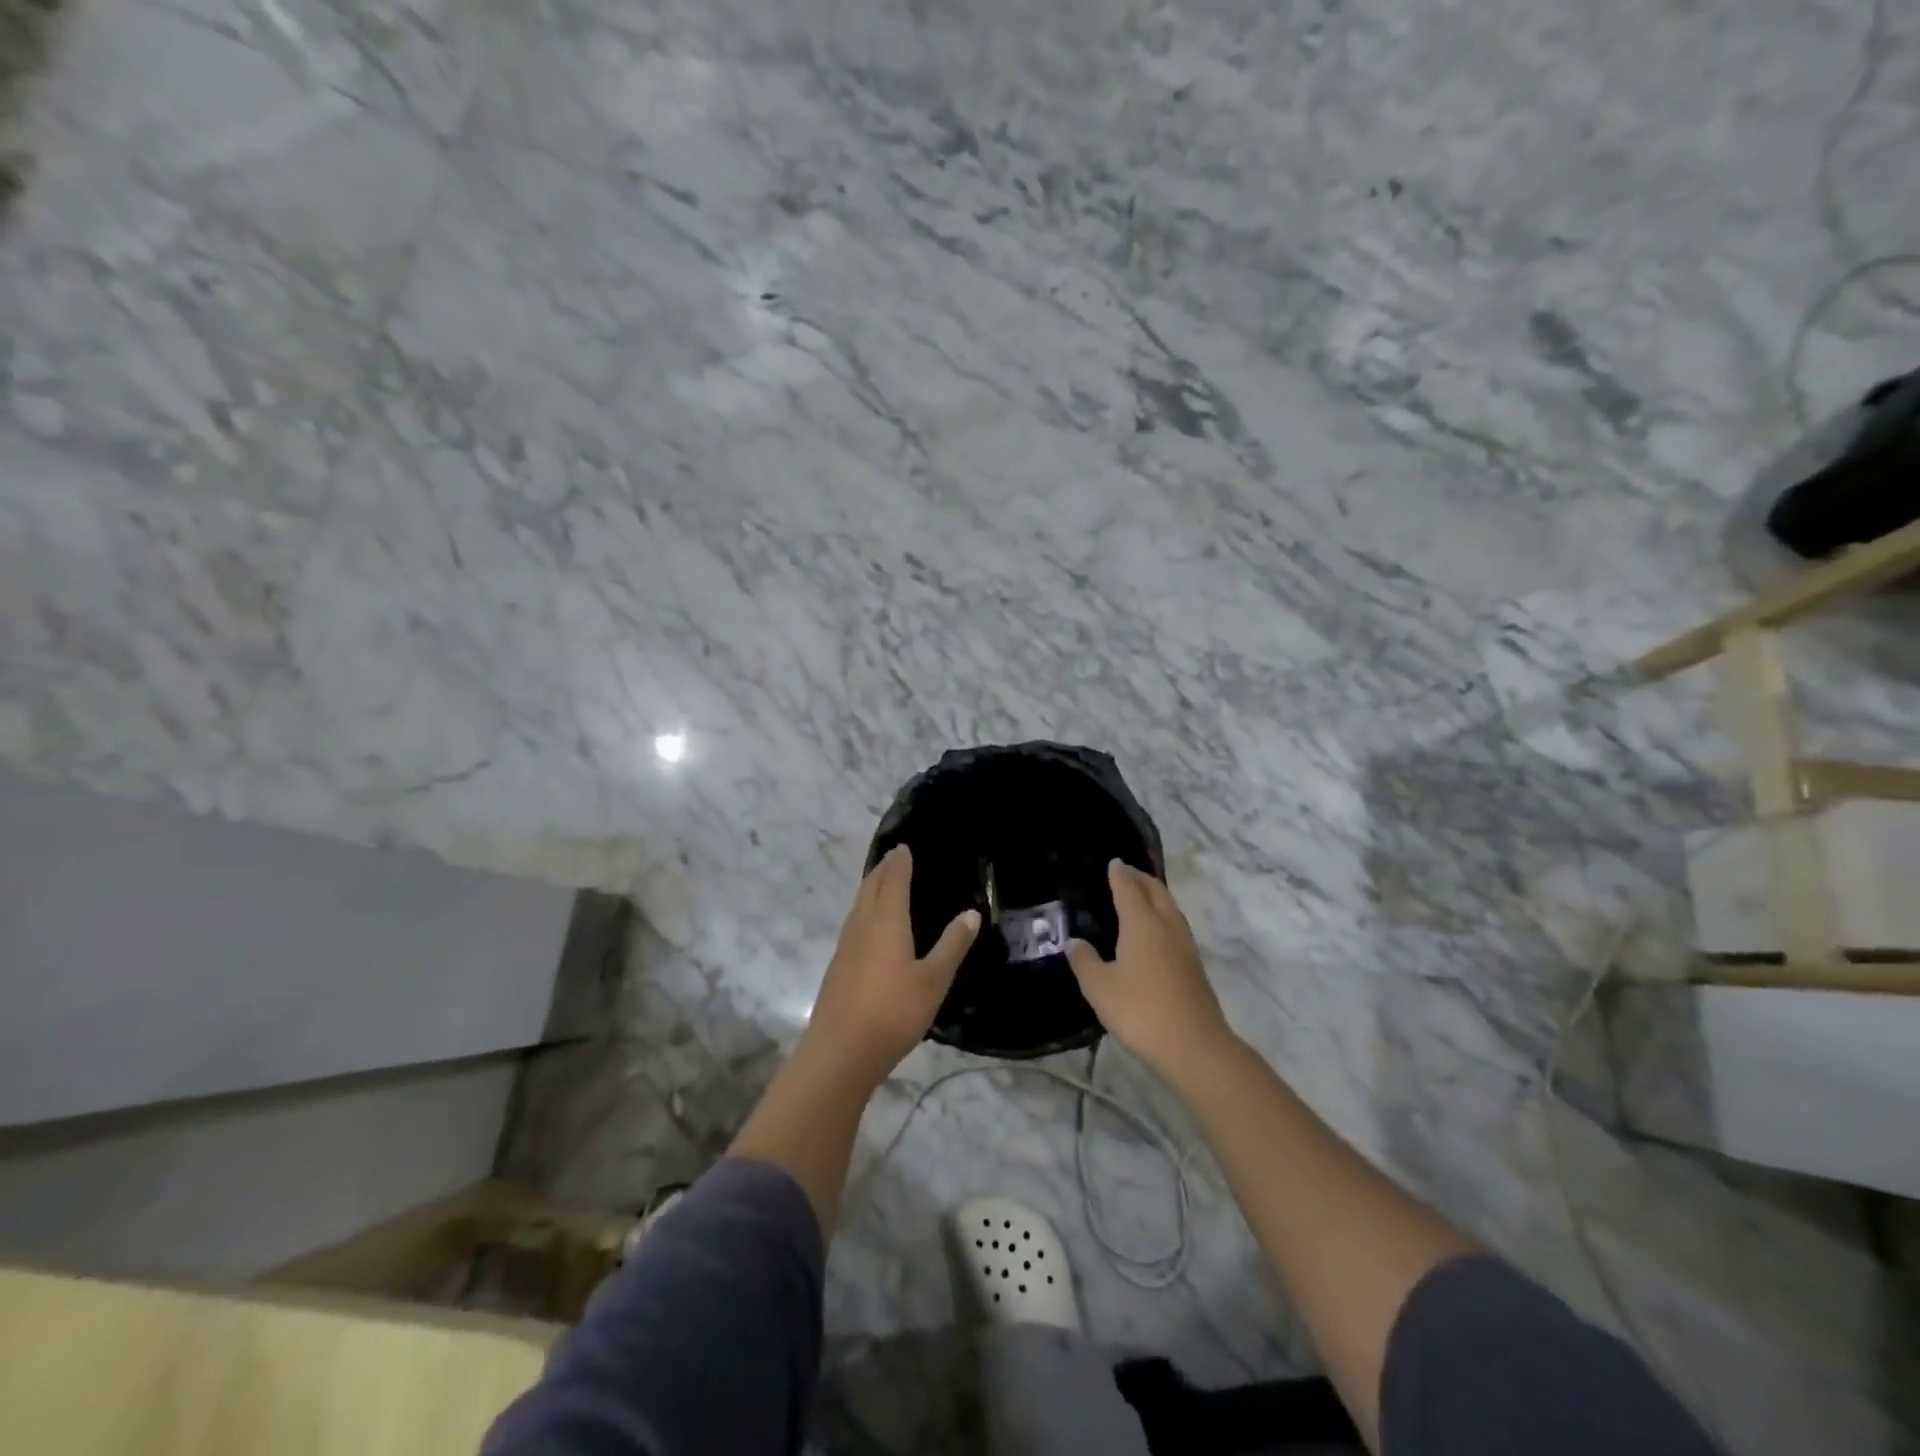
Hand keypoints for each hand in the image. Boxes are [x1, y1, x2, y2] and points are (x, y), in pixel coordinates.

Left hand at [802, 845, 979, 1085]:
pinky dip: (864, 910)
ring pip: (858, 905)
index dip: (899, 862)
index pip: (893, 881)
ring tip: (882, 883)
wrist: (840, 1051)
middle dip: (882, 870)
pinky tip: (870, 926)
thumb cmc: (893, 1011)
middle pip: (870, 888)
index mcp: (886, 921)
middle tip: (894, 857)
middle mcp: (862, 925)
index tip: (904, 847)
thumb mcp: (933, 980)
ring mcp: (846, 946)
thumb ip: (953, 945)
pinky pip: (853, 924)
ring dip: (870, 888)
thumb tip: (971, 913)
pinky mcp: (838, 967)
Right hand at [1068, 860, 1233, 1079]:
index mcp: (1142, 923)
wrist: (1195, 1047)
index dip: (1120, 873)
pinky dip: (1163, 916)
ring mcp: (1185, 946)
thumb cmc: (1141, 1011)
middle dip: (1141, 878)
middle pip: (1156, 891)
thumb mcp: (1100, 988)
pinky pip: (1176, 927)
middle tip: (1126, 872)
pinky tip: (1155, 933)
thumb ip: (1085, 961)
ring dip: (1156, 895)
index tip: (1113, 862)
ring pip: (1171, 908)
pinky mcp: (1194, 967)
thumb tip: (1075, 942)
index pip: (1129, 888)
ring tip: (1141, 895)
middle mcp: (1166, 926)